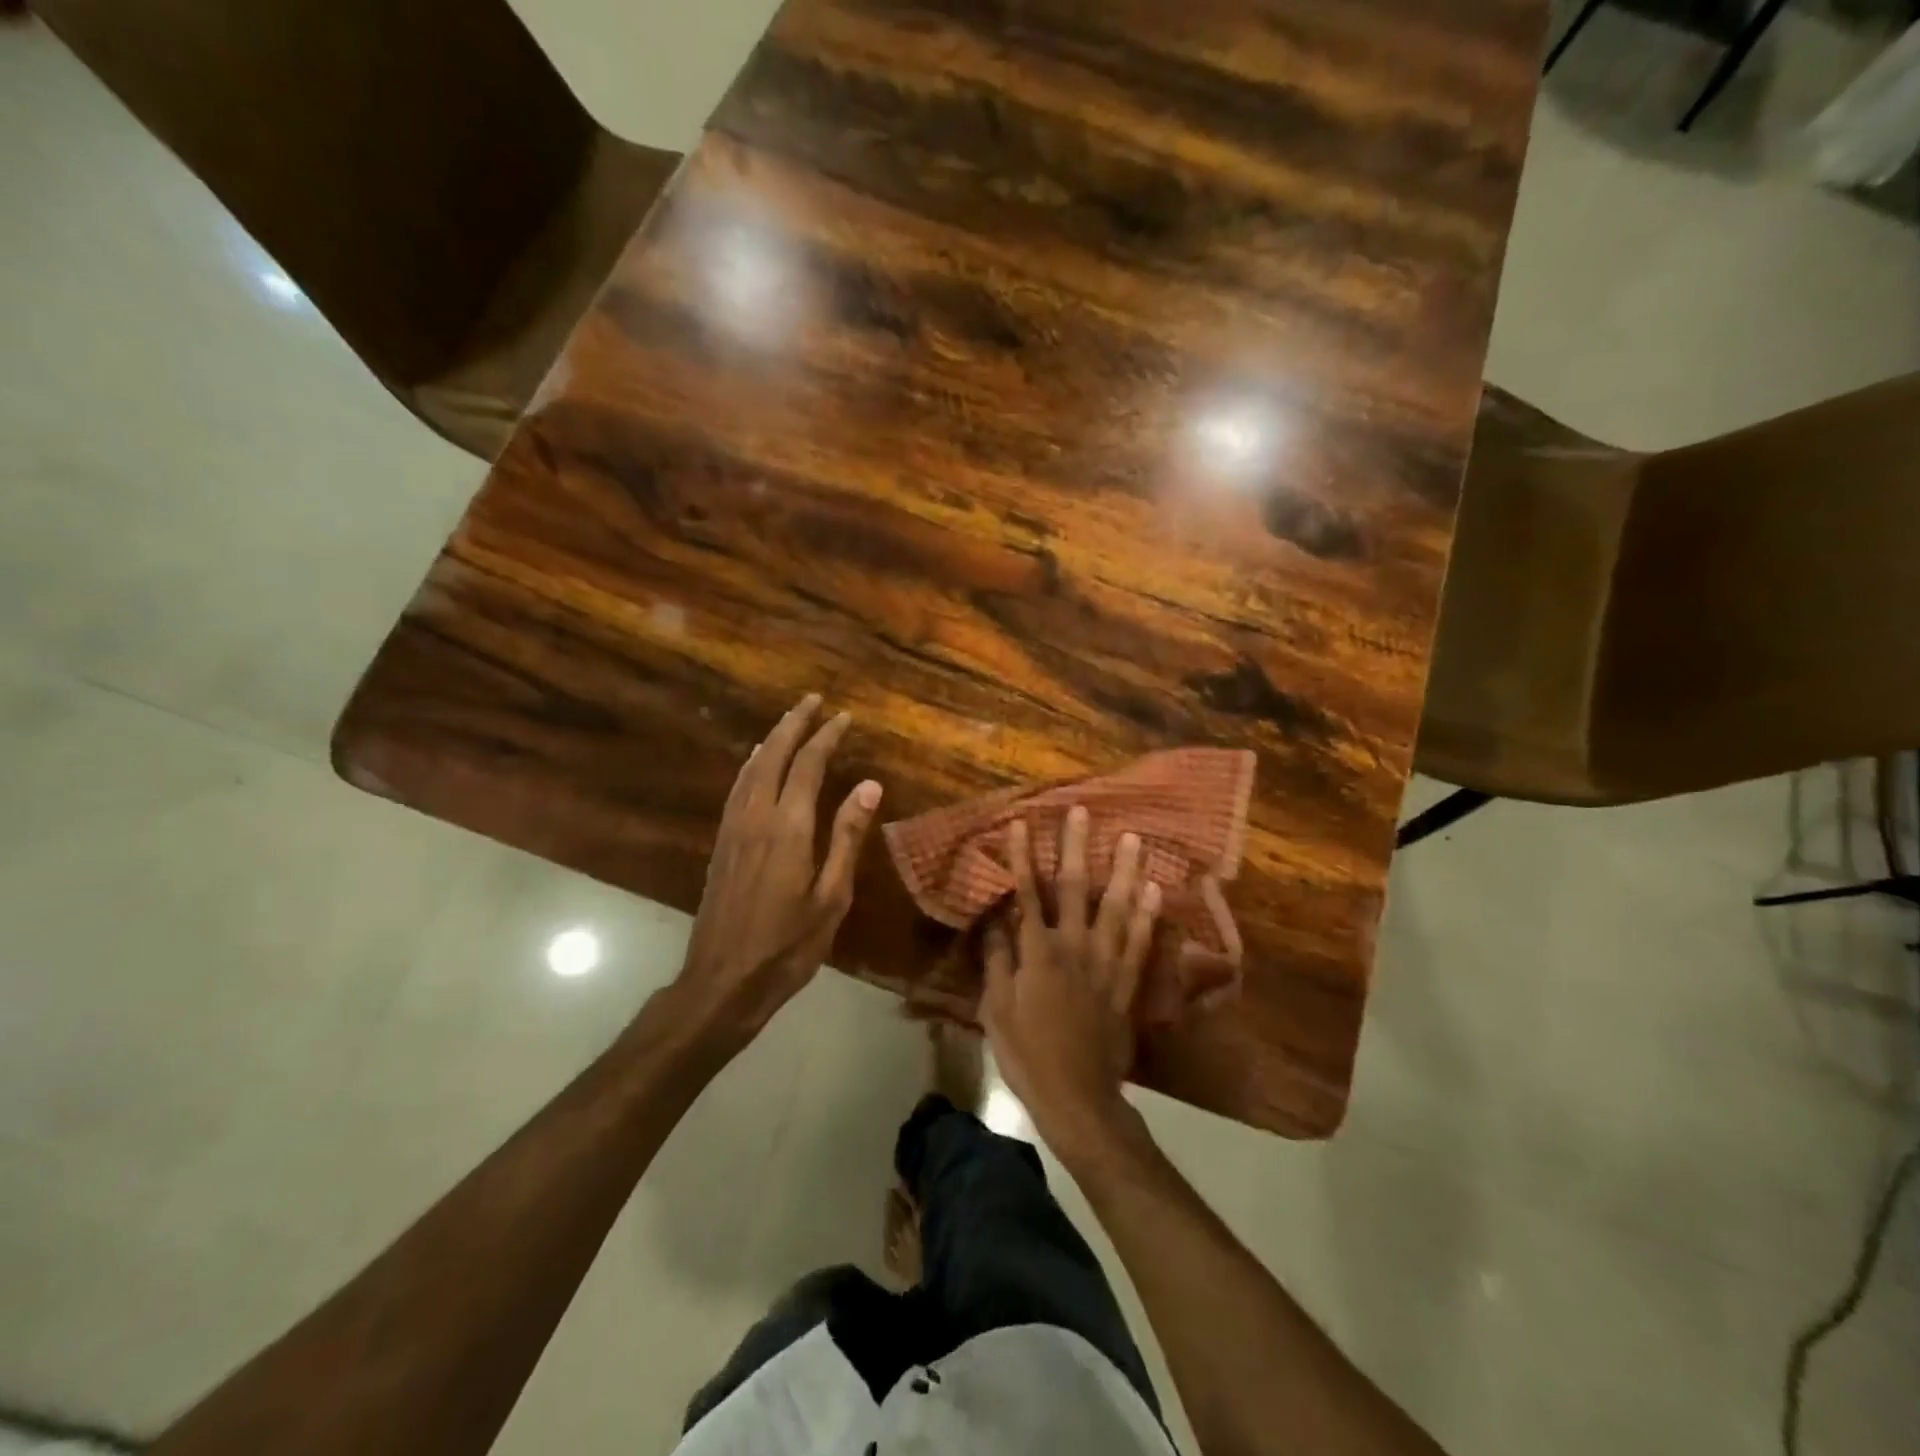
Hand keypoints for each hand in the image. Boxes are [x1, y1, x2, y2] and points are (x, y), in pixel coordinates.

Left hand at [676, 695, 881, 1043]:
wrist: (723, 981)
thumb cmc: (788, 946)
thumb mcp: (831, 896)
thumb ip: (847, 837)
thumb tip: (868, 785)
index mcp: (788, 828)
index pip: (808, 766)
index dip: (826, 737)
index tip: (843, 717)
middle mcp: (756, 817)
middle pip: (774, 756)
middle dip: (794, 724)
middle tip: (812, 700)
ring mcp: (733, 829)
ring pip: (751, 769)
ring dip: (772, 740)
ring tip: (789, 722)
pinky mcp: (721, 843)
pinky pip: (737, 788)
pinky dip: (751, 765)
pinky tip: (756, 764)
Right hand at [981, 806, 1159, 1151]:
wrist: (1078, 1097)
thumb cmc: (1027, 1054)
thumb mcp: (996, 1010)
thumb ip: (998, 961)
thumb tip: (995, 921)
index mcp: (1037, 953)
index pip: (1026, 894)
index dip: (1021, 857)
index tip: (1020, 823)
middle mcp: (1074, 947)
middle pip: (1074, 888)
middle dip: (1075, 847)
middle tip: (1080, 811)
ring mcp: (1105, 963)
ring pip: (1115, 907)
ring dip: (1122, 870)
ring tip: (1130, 837)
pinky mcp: (1127, 983)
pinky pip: (1140, 942)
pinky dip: (1147, 915)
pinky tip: (1154, 889)